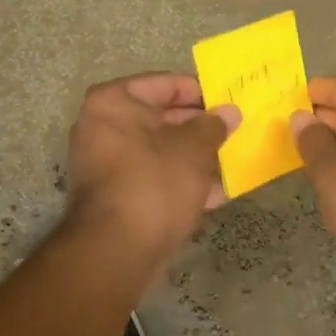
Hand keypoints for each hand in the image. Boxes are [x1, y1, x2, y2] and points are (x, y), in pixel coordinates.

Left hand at [65, 73, 240, 259]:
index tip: (228, 100)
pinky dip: (179, 180)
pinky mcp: (114, 195)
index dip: (200, 91)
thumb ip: (213, 125)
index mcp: (113, 102)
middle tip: (233, 129)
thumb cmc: (154, 183)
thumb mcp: (193, 148)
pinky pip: (153, 176)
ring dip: (192, 156)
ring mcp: (105, 163)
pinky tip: (215, 193)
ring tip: (230, 159)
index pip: (165, 84)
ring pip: (159, 150)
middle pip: (160, 117)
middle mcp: (102, 126)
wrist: (116, 252)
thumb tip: (230, 111)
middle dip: (198, 126)